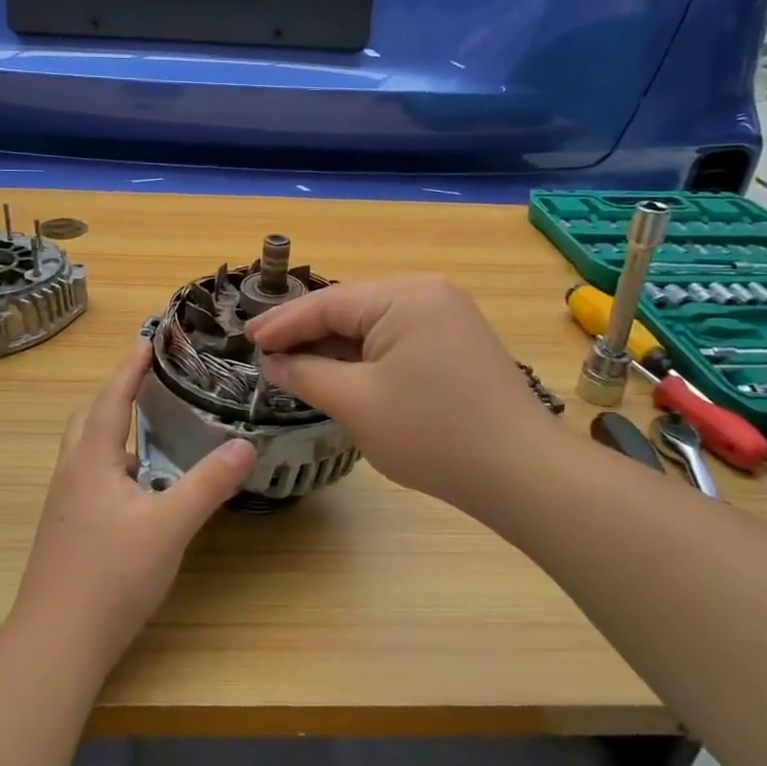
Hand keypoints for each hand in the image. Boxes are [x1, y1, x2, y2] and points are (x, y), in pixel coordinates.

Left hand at [11, 340, 254, 674]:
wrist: (56, 642)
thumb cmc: (110, 576)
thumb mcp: (169, 526)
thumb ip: (208, 484)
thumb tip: (245, 444)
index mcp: (91, 460)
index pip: (111, 398)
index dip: (131, 367)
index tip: (150, 339)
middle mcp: (72, 473)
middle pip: (89, 418)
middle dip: (116, 394)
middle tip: (151, 382)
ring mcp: (65, 504)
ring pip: (88, 450)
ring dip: (114, 429)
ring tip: (154, 428)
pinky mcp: (68, 530)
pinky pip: (92, 477)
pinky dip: (116, 463)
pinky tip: (142, 487)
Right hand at [247, 275, 553, 514]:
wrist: (520, 473)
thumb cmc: (431, 433)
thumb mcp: (356, 402)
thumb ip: (306, 374)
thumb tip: (272, 363)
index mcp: (404, 296)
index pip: (327, 303)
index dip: (282, 324)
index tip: (246, 340)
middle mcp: (428, 293)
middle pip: (351, 309)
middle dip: (307, 333)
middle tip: (264, 353)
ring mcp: (448, 317)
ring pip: (374, 325)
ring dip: (335, 347)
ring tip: (293, 365)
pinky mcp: (457, 343)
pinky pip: (398, 340)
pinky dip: (365, 357)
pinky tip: (340, 373)